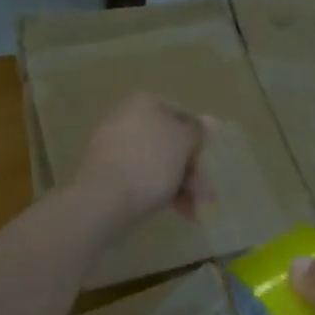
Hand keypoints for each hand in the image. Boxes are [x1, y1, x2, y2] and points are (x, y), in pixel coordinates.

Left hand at [74, 94, 212, 225]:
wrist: (104, 199)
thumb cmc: (151, 163)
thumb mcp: (184, 142)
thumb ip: (198, 131)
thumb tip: (206, 123)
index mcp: (145, 103)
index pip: (183, 116)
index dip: (200, 140)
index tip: (209, 164)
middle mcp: (126, 118)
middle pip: (170, 143)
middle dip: (190, 170)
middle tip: (204, 194)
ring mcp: (113, 145)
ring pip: (157, 163)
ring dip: (180, 185)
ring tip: (192, 211)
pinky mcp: (105, 172)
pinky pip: (140, 176)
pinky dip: (159, 191)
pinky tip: (176, 211)